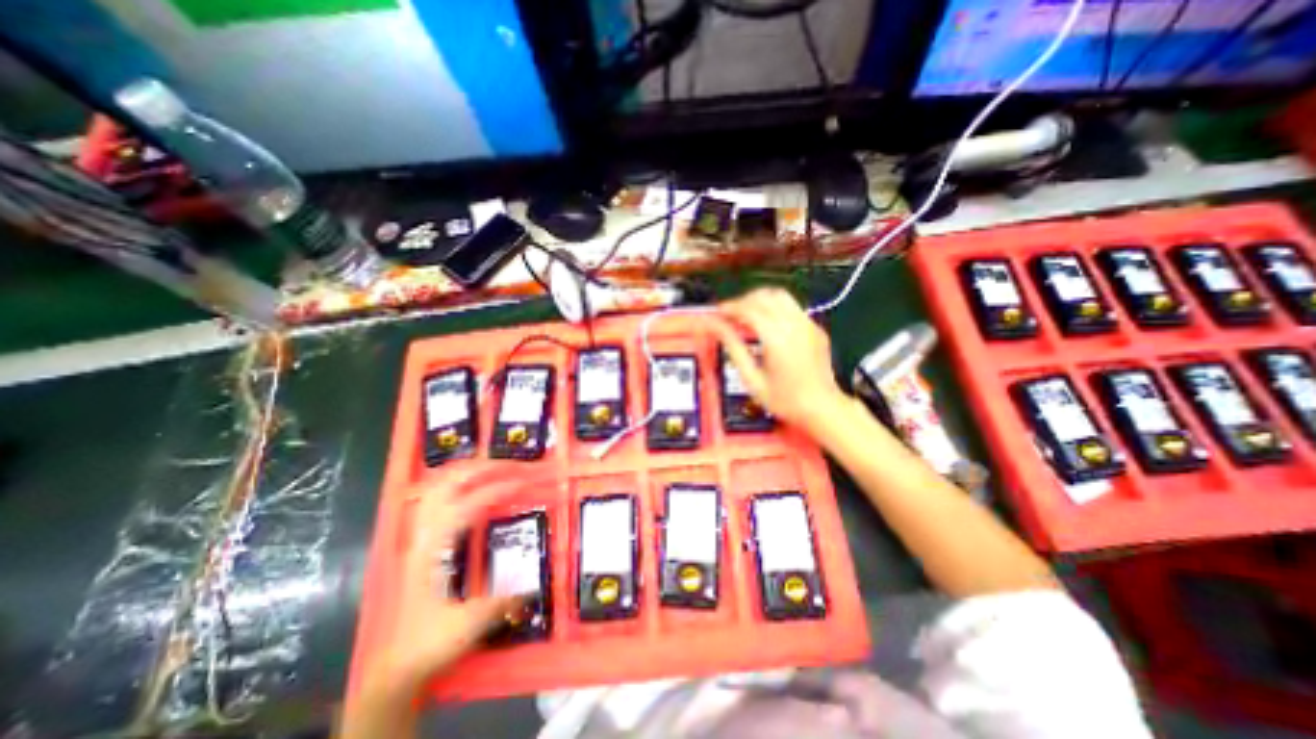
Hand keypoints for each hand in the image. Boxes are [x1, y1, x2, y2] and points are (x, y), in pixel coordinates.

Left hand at [387, 466, 548, 681]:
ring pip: (435, 490)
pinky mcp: (421, 545)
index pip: (464, 507)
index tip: (522, 483)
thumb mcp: (469, 624)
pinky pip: (434, 502)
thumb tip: (532, 585)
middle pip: (443, 487)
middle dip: (478, 469)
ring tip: (492, 468)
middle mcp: (421, 538)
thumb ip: (502, 601)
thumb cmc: (427, 645)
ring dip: (464, 473)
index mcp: (431, 552)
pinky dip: (454, 487)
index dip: (494, 491)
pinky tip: (469, 489)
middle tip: (508, 465)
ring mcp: (418, 539)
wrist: (393, 669)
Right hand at [717, 290, 849, 436]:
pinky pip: (792, 307)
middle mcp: (795, 325)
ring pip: (780, 296)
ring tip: (746, 316)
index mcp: (777, 338)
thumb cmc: (784, 400)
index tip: (717, 313)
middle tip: (729, 315)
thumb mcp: (752, 379)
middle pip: (765, 297)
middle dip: (743, 301)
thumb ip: (733, 347)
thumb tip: (714, 326)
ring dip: (759, 300)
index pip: (749, 309)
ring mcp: (808, 324)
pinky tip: (766, 325)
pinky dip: (774, 308)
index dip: (730, 307)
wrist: (823, 409)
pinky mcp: (815, 327)